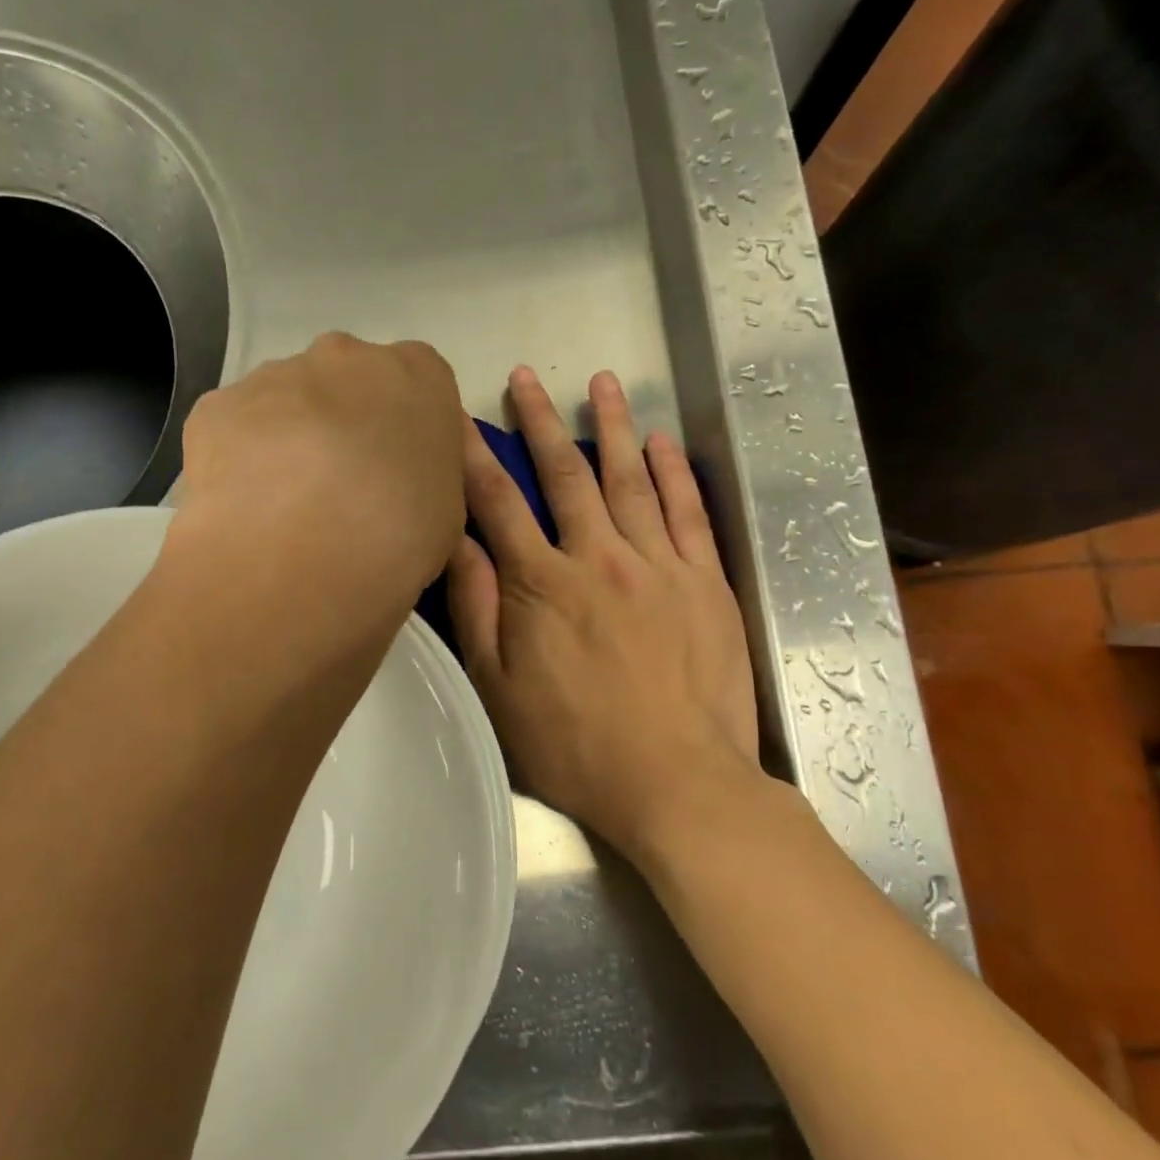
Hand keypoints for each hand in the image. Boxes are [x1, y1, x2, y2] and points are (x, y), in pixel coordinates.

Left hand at [173, 332, 468, 616]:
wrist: (298, 553)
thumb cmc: (397, 532)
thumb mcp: (446, 513)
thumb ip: (426, 479)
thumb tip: (396, 487)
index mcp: (417, 374)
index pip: (422, 390)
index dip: (410, 436)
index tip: (401, 480)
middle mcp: (345, 356)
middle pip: (349, 385)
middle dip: (348, 429)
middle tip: (345, 494)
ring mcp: (275, 374)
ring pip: (289, 403)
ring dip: (293, 443)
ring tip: (290, 510)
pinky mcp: (218, 405)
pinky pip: (238, 428)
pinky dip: (243, 461)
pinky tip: (249, 507)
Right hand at [448, 368, 789, 870]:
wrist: (677, 782)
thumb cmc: (574, 745)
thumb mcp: (498, 687)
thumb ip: (477, 608)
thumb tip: (456, 541)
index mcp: (540, 585)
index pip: (498, 503)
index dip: (475, 456)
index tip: (460, 417)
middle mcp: (597, 559)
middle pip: (564, 475)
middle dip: (541, 422)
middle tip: (527, 377)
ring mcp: (657, 565)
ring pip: (629, 479)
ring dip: (612, 427)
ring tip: (601, 382)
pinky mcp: (704, 581)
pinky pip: (686, 512)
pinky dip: (673, 472)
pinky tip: (661, 442)